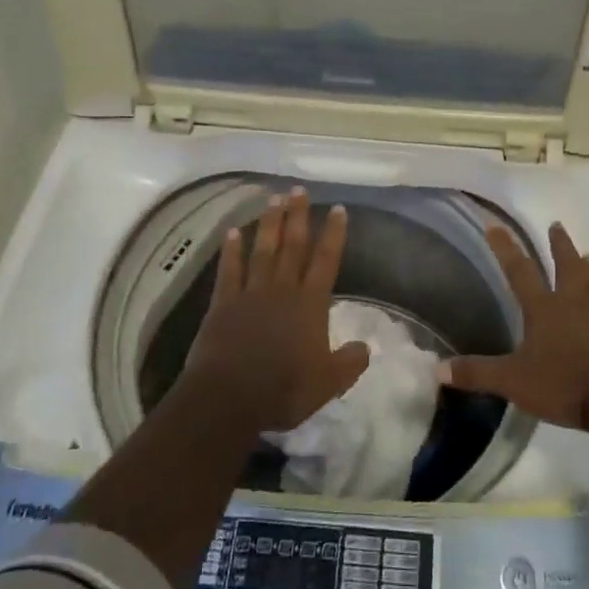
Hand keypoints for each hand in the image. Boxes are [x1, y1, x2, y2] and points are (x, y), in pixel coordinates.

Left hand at [181, 188, 370, 432]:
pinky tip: (232, 232)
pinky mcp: (223, 303)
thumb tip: (365, 347)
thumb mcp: (328, 384)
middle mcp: (282, 289)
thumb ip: (349, 363)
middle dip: (298, 216)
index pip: (325, 260)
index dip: (333, 234)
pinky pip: (229, 270)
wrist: (228, 399)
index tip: (337, 208)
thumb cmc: (283, 390)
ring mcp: (251, 293)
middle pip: (293, 245)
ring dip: (269, 224)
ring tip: (274, 199)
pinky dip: (231, 251)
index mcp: (310, 304)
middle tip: (298, 190)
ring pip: (263, 250)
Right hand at [438, 222, 588, 433]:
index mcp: (543, 310)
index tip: (495, 225)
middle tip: (557, 226)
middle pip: (566, 268)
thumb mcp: (512, 381)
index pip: (519, 271)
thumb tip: (438, 369)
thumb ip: (477, 373)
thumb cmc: (562, 384)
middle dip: (560, 246)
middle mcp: (573, 306)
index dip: (505, 249)